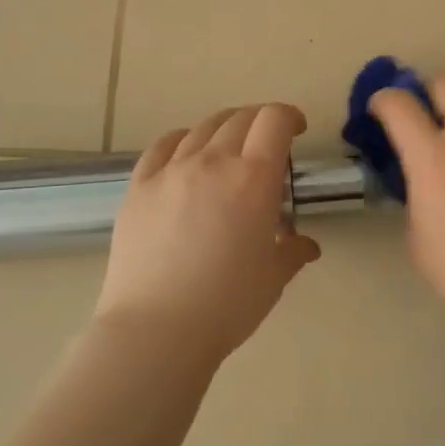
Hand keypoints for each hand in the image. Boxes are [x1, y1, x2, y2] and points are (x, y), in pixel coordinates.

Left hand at [95, 104, 320, 363]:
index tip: (296, 130)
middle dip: (260, 122)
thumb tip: (306, 245)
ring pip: (201, 128)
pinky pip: (162, 146)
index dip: (289, 116)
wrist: (156, 328)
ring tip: (229, 147)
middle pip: (240, 119)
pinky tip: (186, 152)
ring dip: (224, 128)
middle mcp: (212, 162)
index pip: (274, 121)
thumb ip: (292, 252)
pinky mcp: (138, 187)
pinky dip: (182, 140)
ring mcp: (170, 171)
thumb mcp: (273, 278)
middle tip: (267, 142)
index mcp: (253, 179)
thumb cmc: (227, 304)